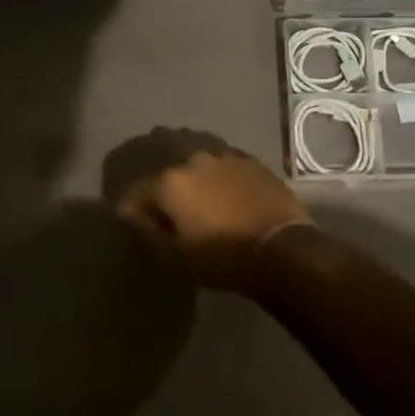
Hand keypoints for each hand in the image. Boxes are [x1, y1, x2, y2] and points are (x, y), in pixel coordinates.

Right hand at [116, 146, 311, 290]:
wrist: (283, 249)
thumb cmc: (222, 258)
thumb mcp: (175, 257)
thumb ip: (148, 231)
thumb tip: (131, 213)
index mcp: (170, 182)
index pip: (136, 191)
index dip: (131, 208)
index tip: (133, 222)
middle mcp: (194, 161)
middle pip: (170, 178)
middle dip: (168, 195)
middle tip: (175, 219)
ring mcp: (226, 157)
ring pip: (200, 171)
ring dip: (198, 186)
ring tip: (206, 208)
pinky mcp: (253, 162)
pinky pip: (227, 171)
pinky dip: (223, 183)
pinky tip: (230, 200)